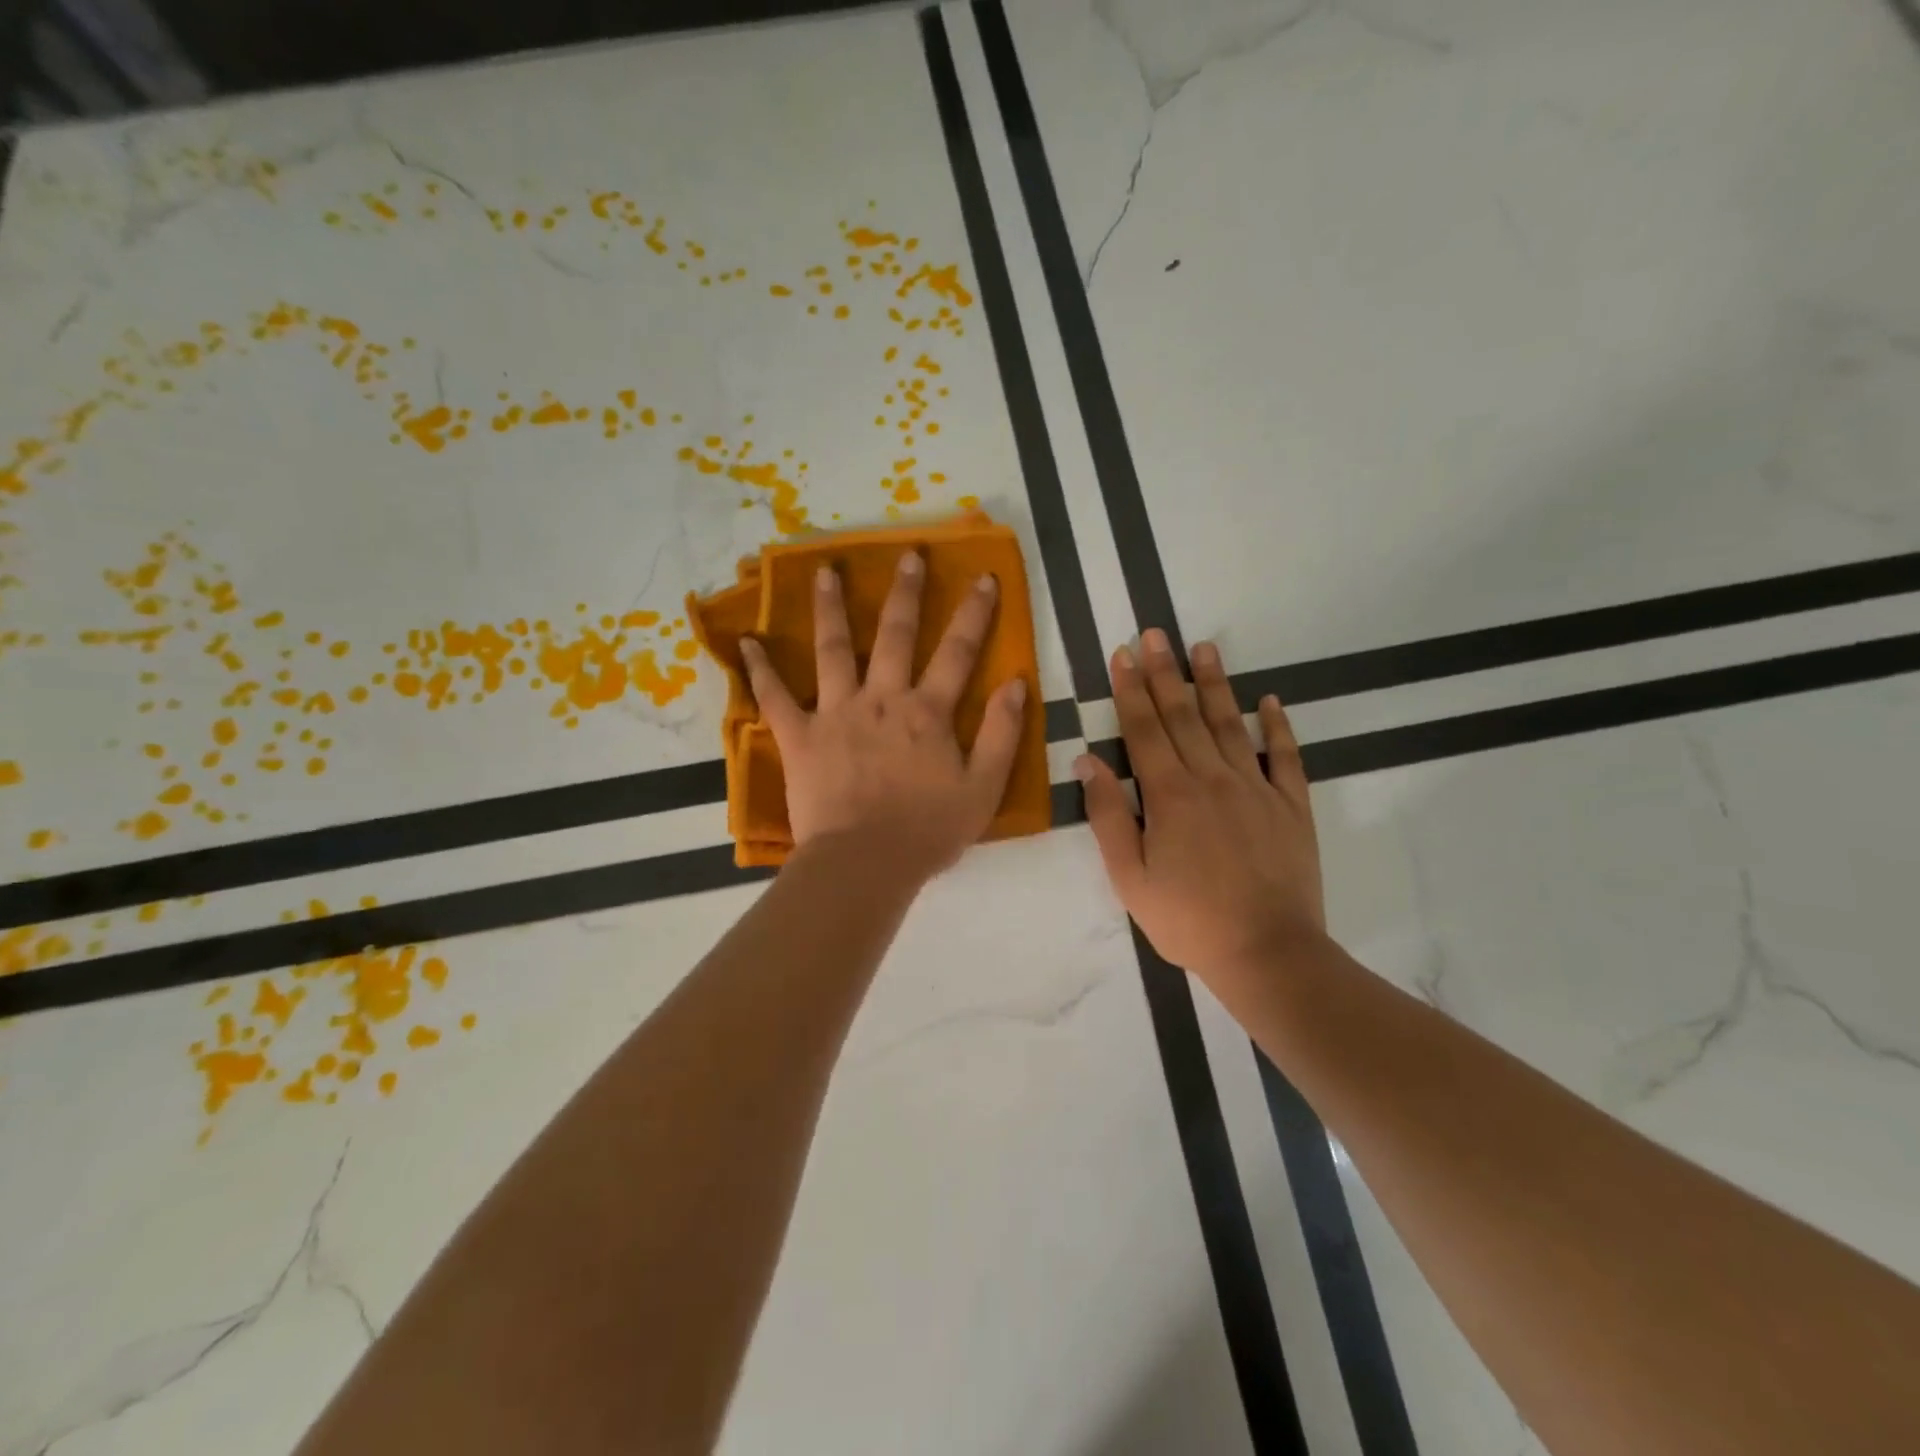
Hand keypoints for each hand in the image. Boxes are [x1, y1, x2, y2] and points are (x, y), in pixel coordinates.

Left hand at [739, 551, 1026, 880]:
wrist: (865, 864)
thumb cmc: (927, 831)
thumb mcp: (983, 788)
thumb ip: (1002, 734)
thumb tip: (1017, 683)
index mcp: (928, 712)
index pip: (959, 652)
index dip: (975, 613)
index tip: (983, 576)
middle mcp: (883, 699)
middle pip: (896, 635)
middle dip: (906, 592)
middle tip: (909, 554)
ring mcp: (837, 713)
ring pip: (834, 649)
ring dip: (831, 607)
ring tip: (825, 570)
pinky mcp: (800, 736)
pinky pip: (775, 698)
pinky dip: (760, 670)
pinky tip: (747, 642)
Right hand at [1076, 629, 1325, 979]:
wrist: (1267, 953)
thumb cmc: (1187, 919)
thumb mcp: (1129, 877)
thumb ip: (1108, 815)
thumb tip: (1088, 761)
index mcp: (1170, 794)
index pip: (1144, 729)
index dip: (1131, 689)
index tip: (1123, 654)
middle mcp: (1213, 778)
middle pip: (1184, 716)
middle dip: (1166, 672)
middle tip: (1156, 633)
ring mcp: (1257, 789)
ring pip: (1231, 724)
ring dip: (1215, 684)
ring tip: (1204, 647)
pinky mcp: (1292, 806)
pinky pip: (1285, 757)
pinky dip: (1278, 726)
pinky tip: (1270, 700)